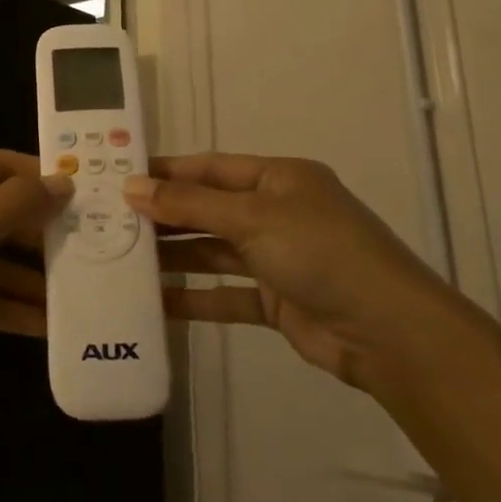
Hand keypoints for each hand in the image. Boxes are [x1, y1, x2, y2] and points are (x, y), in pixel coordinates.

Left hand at [0, 152, 70, 392]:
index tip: (86, 194)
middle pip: (0, 214)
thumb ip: (16, 206)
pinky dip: (8, 306)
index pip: (0, 166)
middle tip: (92, 248)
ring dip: (30, 277)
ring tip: (79, 292)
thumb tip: (62, 180)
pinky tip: (47, 326)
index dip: (41, 177)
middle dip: (41, 234)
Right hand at [0, 153, 472, 390]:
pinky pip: (225, 293)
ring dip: (174, 256)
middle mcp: (276, 212)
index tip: (118, 176)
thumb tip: (132, 187)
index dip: (166, 172)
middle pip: (208, 209)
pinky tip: (156, 303)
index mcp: (278, 179)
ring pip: (213, 251)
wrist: (389, 333)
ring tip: (123, 259)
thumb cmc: (321, 253)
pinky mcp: (275, 301)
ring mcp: (276, 258)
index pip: (210, 168)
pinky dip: (194, 298)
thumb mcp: (253, 218)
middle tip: (110, 221)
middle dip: (164, 215)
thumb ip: (190, 204)